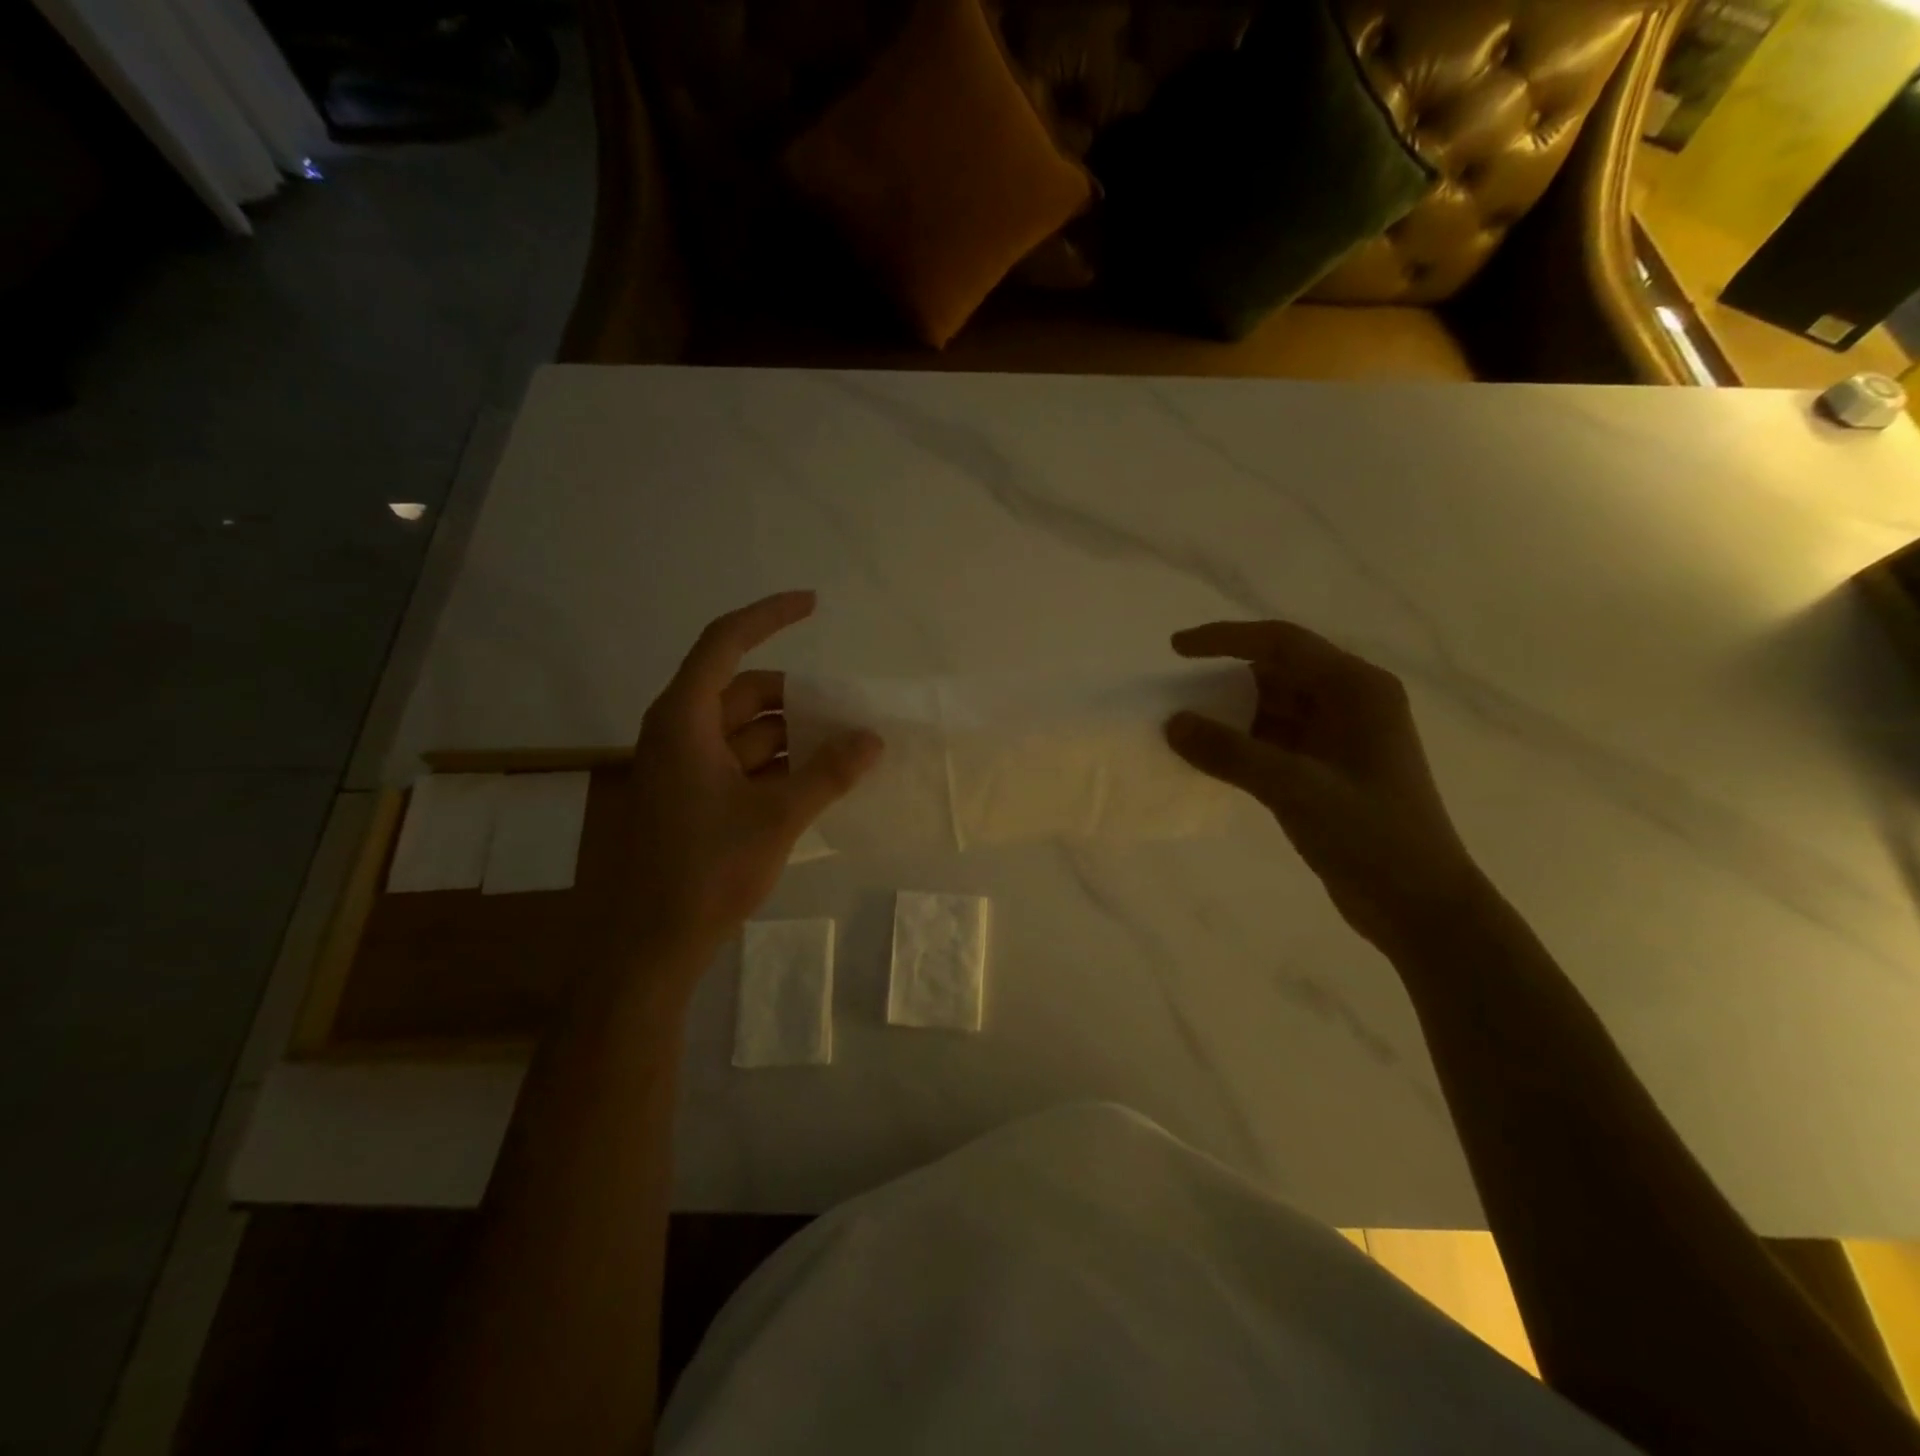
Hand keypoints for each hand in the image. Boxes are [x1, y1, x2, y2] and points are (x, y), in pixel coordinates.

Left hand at [609, 591, 881, 963]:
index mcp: (684, 719)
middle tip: (848, 709)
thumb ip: (828, 773)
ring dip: (792, 734)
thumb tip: (872, 738)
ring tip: (844, 747)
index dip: (769, 616)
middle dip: (797, 696)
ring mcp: (684, 768)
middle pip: (743, 691)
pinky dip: (778, 764)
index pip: (725, 643)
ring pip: (745, 731)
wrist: (651, 945)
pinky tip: (817, 780)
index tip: (813, 603)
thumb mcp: (777, 817)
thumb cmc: (706, 870)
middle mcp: (678, 732)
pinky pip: (741, 763)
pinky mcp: (692, 798)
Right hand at [1165, 620, 1484, 952]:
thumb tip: (1173, 722)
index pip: (1282, 643)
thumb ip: (1231, 753)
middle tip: (1174, 695)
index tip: (1175, 649)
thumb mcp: (1297, 789)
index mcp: (1357, 690)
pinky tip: (1209, 760)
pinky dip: (1242, 745)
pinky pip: (1274, 742)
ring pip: (1273, 709)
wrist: (1420, 907)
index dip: (1225, 639)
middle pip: (1277, 673)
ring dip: (1230, 715)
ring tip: (1182, 727)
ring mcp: (1340, 739)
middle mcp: (1351, 704)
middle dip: (1225, 681)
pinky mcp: (1327, 771)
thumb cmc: (1372, 837)